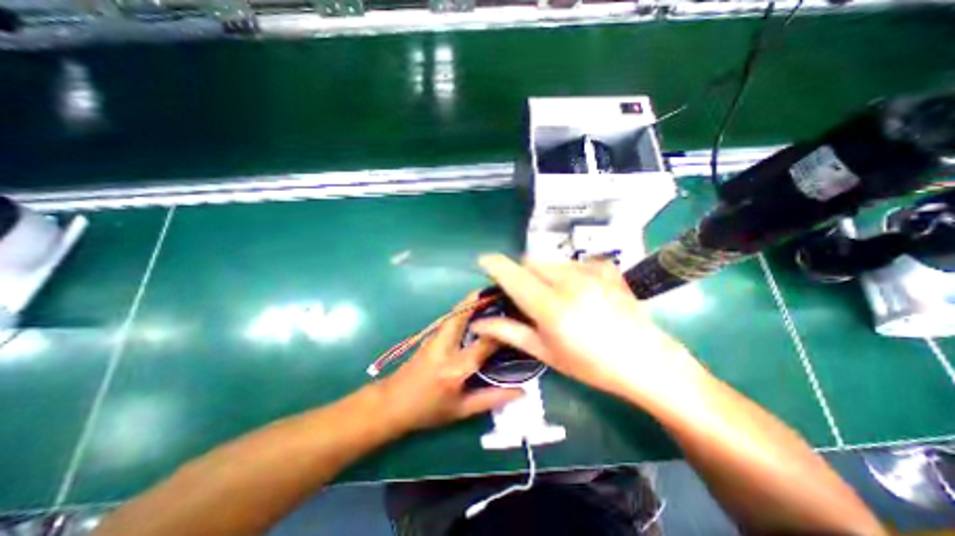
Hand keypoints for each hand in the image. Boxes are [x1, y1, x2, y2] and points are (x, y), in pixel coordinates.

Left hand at [373, 293, 521, 434]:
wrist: (391, 403)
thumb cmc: (427, 410)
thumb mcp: (461, 411)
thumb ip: (492, 398)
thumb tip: (521, 391)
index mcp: (455, 368)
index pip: (485, 343)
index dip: (503, 331)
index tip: (519, 320)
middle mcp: (445, 346)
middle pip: (464, 314)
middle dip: (482, 299)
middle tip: (502, 292)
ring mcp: (435, 336)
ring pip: (456, 311)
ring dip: (473, 301)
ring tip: (493, 297)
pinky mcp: (431, 334)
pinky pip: (452, 317)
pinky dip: (465, 309)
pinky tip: (477, 310)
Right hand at [471, 256, 707, 405]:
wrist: (646, 361)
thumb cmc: (591, 364)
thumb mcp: (546, 352)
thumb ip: (509, 332)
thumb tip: (479, 322)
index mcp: (551, 307)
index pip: (514, 274)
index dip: (495, 264)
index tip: (484, 262)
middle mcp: (570, 282)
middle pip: (530, 262)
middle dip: (522, 274)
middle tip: (527, 296)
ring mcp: (591, 271)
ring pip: (550, 261)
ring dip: (542, 274)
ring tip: (555, 297)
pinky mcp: (605, 267)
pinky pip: (572, 262)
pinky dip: (565, 272)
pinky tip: (578, 292)